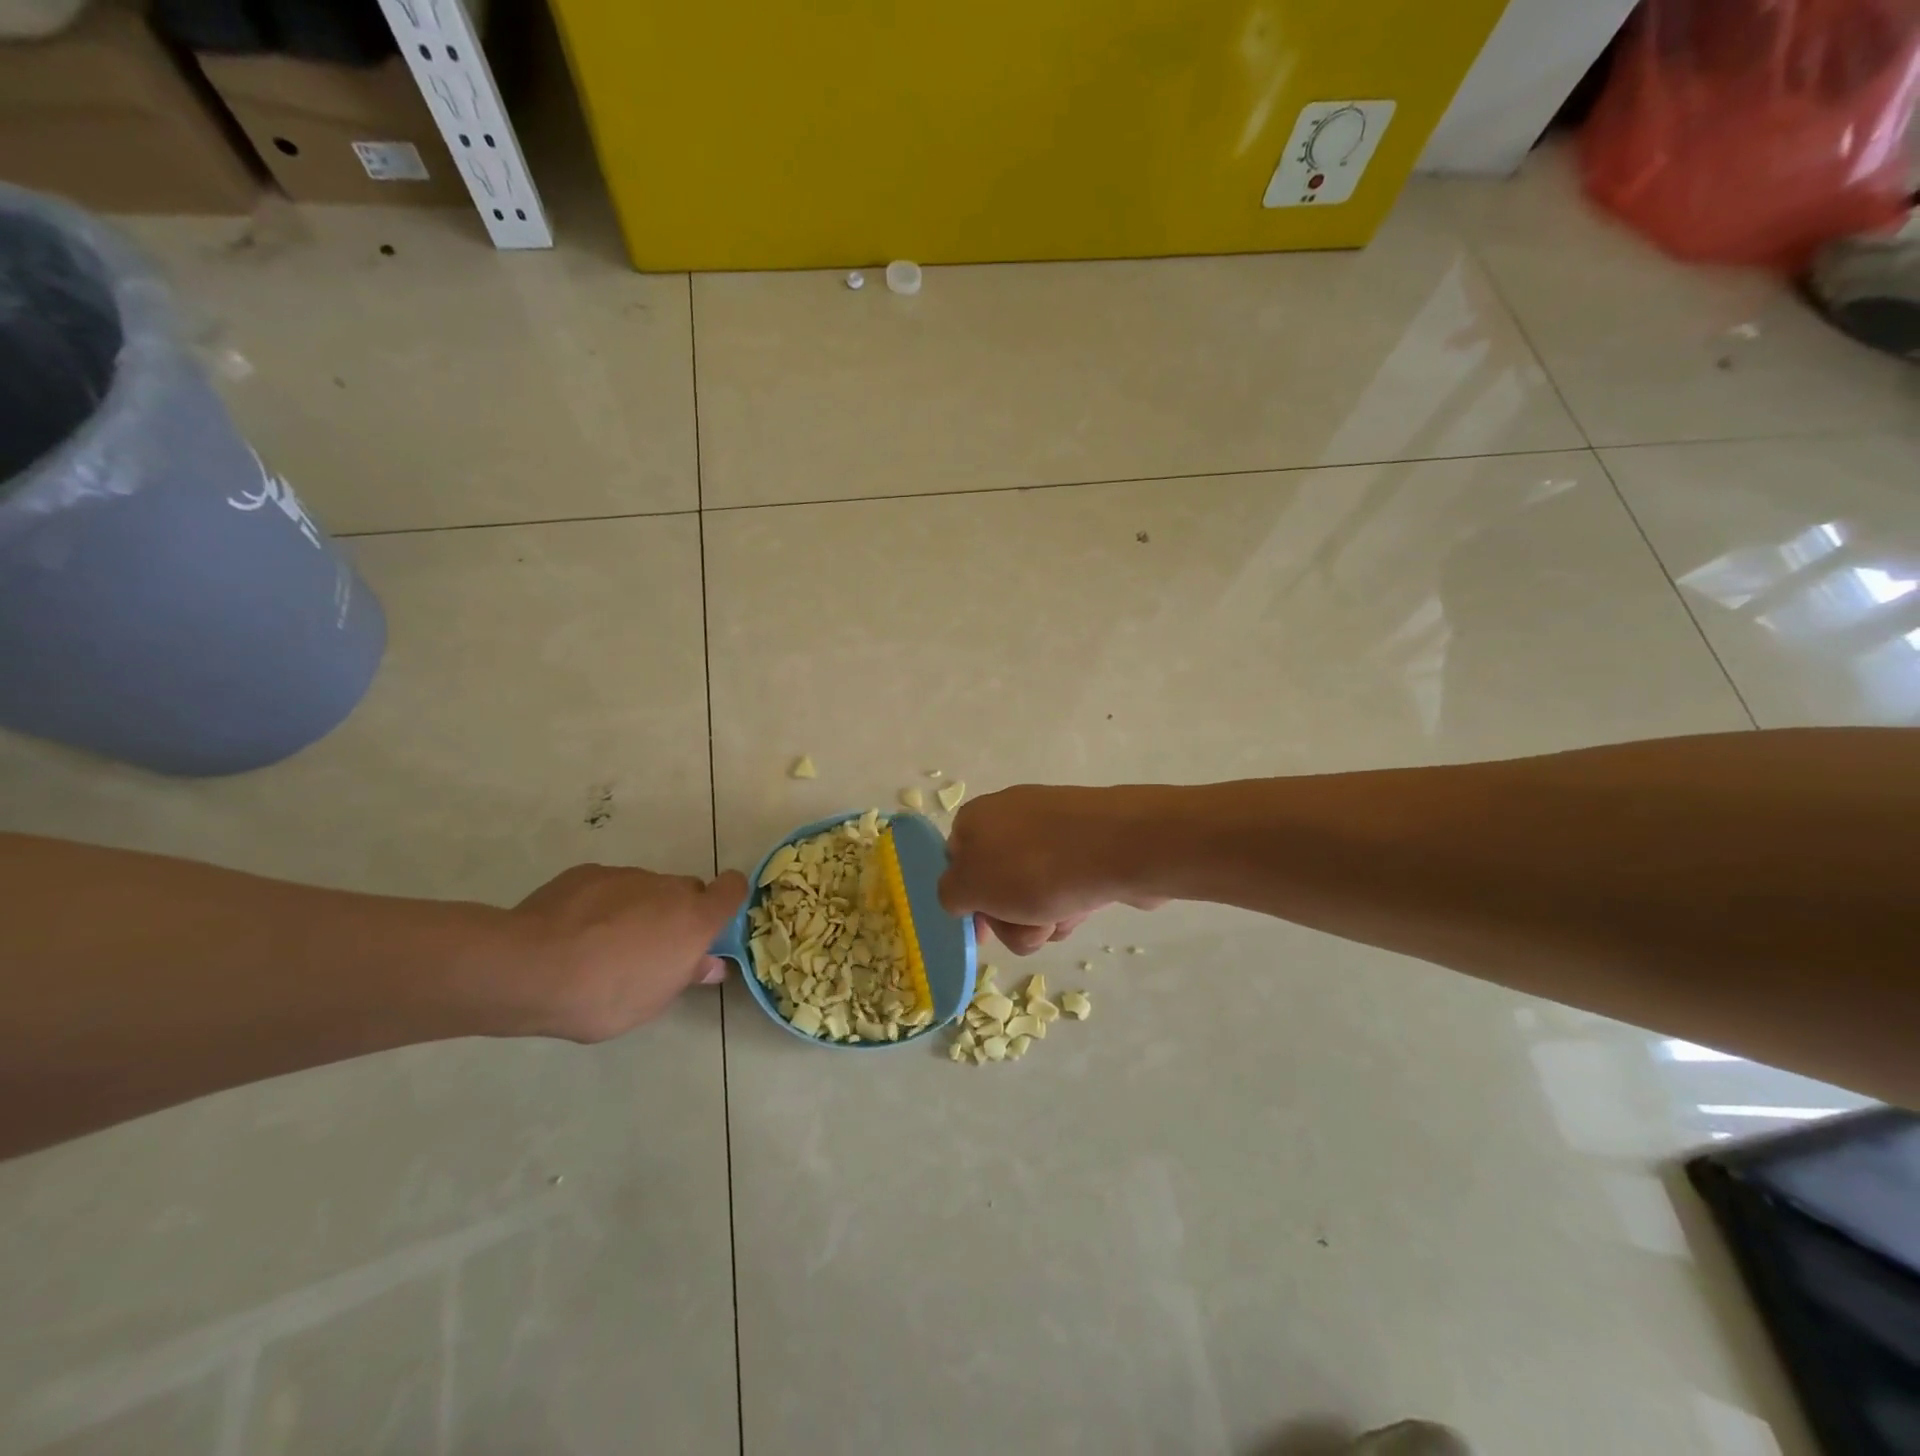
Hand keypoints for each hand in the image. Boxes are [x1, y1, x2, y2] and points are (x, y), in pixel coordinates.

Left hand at [508, 865, 746, 1040]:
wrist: (529, 968)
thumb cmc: (604, 995)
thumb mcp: (652, 1002)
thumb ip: (685, 975)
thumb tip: (709, 963)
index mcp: (694, 919)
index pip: (733, 889)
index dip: (729, 899)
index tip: (714, 922)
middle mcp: (668, 888)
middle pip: (686, 891)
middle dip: (677, 914)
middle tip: (651, 949)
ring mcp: (627, 876)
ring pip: (646, 889)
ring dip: (638, 910)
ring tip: (602, 946)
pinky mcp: (588, 873)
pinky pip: (608, 887)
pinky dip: (601, 904)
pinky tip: (573, 933)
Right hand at [939, 786, 1162, 954]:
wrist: (1122, 847)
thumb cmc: (1036, 867)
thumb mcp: (971, 885)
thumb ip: (950, 893)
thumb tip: (962, 894)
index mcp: (975, 818)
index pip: (955, 864)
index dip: (966, 901)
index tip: (982, 931)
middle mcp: (1010, 818)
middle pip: (995, 886)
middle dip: (1008, 918)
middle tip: (1027, 924)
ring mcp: (1052, 830)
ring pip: (1031, 894)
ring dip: (1040, 918)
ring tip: (1061, 916)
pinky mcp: (1087, 845)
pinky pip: (1066, 886)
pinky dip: (1070, 904)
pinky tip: (1085, 907)